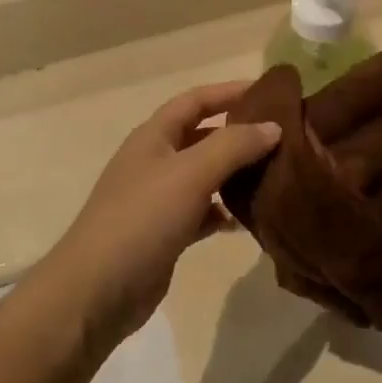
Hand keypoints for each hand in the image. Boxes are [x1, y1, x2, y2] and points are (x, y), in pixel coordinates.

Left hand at [35, 83, 279, 352]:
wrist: (97, 291)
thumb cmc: (142, 219)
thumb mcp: (191, 173)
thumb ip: (234, 146)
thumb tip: (273, 127)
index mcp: (153, 137)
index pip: (195, 101)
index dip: (229, 91)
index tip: (271, 91)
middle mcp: (155, 162)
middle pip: (202, 137)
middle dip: (239, 134)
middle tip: (284, 137)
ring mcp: (158, 200)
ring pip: (205, 176)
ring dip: (235, 174)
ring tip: (275, 176)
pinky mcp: (165, 234)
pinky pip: (203, 213)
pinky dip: (224, 213)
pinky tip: (248, 220)